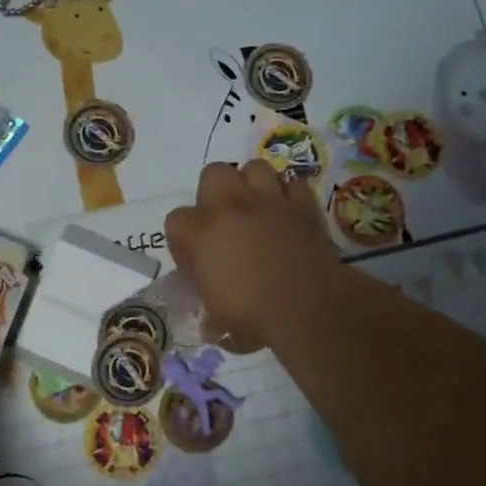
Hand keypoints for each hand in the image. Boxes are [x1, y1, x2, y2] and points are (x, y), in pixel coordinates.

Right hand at [164, 161, 340, 352]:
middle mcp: (233, 206)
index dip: (182, 241)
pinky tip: (287, 215)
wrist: (309, 308)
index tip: (195, 262)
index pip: (175, 220)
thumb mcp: (217, 317)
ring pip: (255, 167)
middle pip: (213, 173)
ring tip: (256, 210)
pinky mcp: (304, 206)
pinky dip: (288, 196)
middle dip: (214, 193)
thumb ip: (208, 304)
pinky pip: (293, 184)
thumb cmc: (254, 316)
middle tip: (223, 223)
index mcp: (203, 232)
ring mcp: (270, 201)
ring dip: (252, 185)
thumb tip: (210, 313)